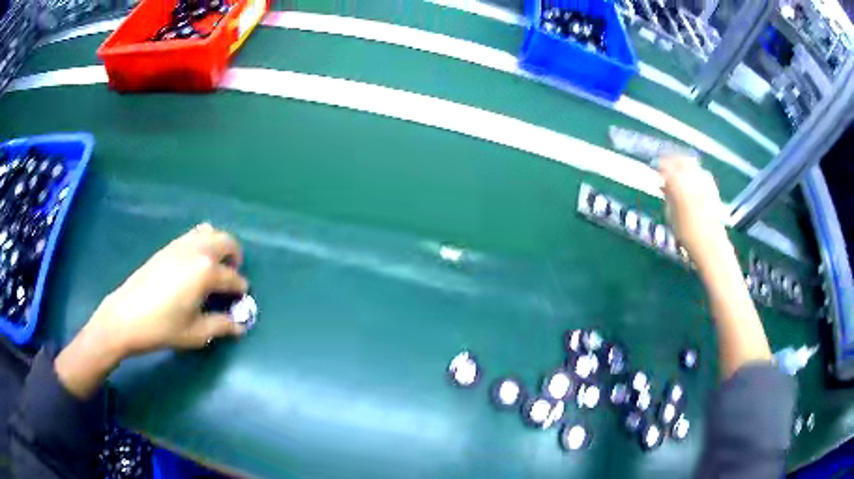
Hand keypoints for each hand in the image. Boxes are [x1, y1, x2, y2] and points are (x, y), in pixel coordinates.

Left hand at [56, 224, 248, 397]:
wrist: (126, 316)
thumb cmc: (162, 327)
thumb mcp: (196, 333)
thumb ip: (222, 326)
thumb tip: (240, 325)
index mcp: (206, 271)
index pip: (233, 278)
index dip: (240, 291)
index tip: (241, 303)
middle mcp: (197, 250)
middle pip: (227, 242)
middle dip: (235, 259)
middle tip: (231, 279)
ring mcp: (181, 244)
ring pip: (210, 232)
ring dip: (219, 247)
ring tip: (215, 269)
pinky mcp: (168, 246)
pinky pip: (193, 235)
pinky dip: (203, 243)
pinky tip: (195, 265)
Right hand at [658, 155, 729, 267]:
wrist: (710, 244)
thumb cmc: (687, 233)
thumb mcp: (671, 214)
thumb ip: (668, 195)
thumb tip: (664, 185)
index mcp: (678, 182)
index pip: (665, 166)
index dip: (659, 166)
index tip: (654, 168)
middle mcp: (692, 176)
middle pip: (680, 160)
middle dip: (671, 161)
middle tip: (664, 167)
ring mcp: (705, 180)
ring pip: (691, 164)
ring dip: (682, 166)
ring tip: (676, 175)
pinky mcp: (712, 187)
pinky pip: (699, 172)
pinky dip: (692, 173)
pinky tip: (689, 182)